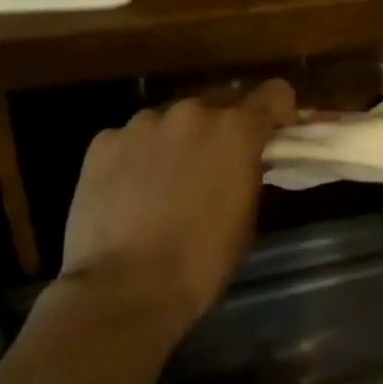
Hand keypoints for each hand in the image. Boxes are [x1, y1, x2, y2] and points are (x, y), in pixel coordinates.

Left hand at [57, 80, 295, 330]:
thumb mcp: (246, 214)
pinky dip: (136, 157)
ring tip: (163, 184)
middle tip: (214, 166)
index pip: (274, 92)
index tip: (273, 134)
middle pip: (220, 102)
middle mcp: (193, 111)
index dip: (277, 111)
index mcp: (236, 128)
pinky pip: (130, 139)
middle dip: (222, 128)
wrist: (122, 291)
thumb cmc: (199, 261)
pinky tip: (128, 193)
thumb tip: (245, 159)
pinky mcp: (105, 141)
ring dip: (177, 140)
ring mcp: (144, 122)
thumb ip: (249, 169)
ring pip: (172, 120)